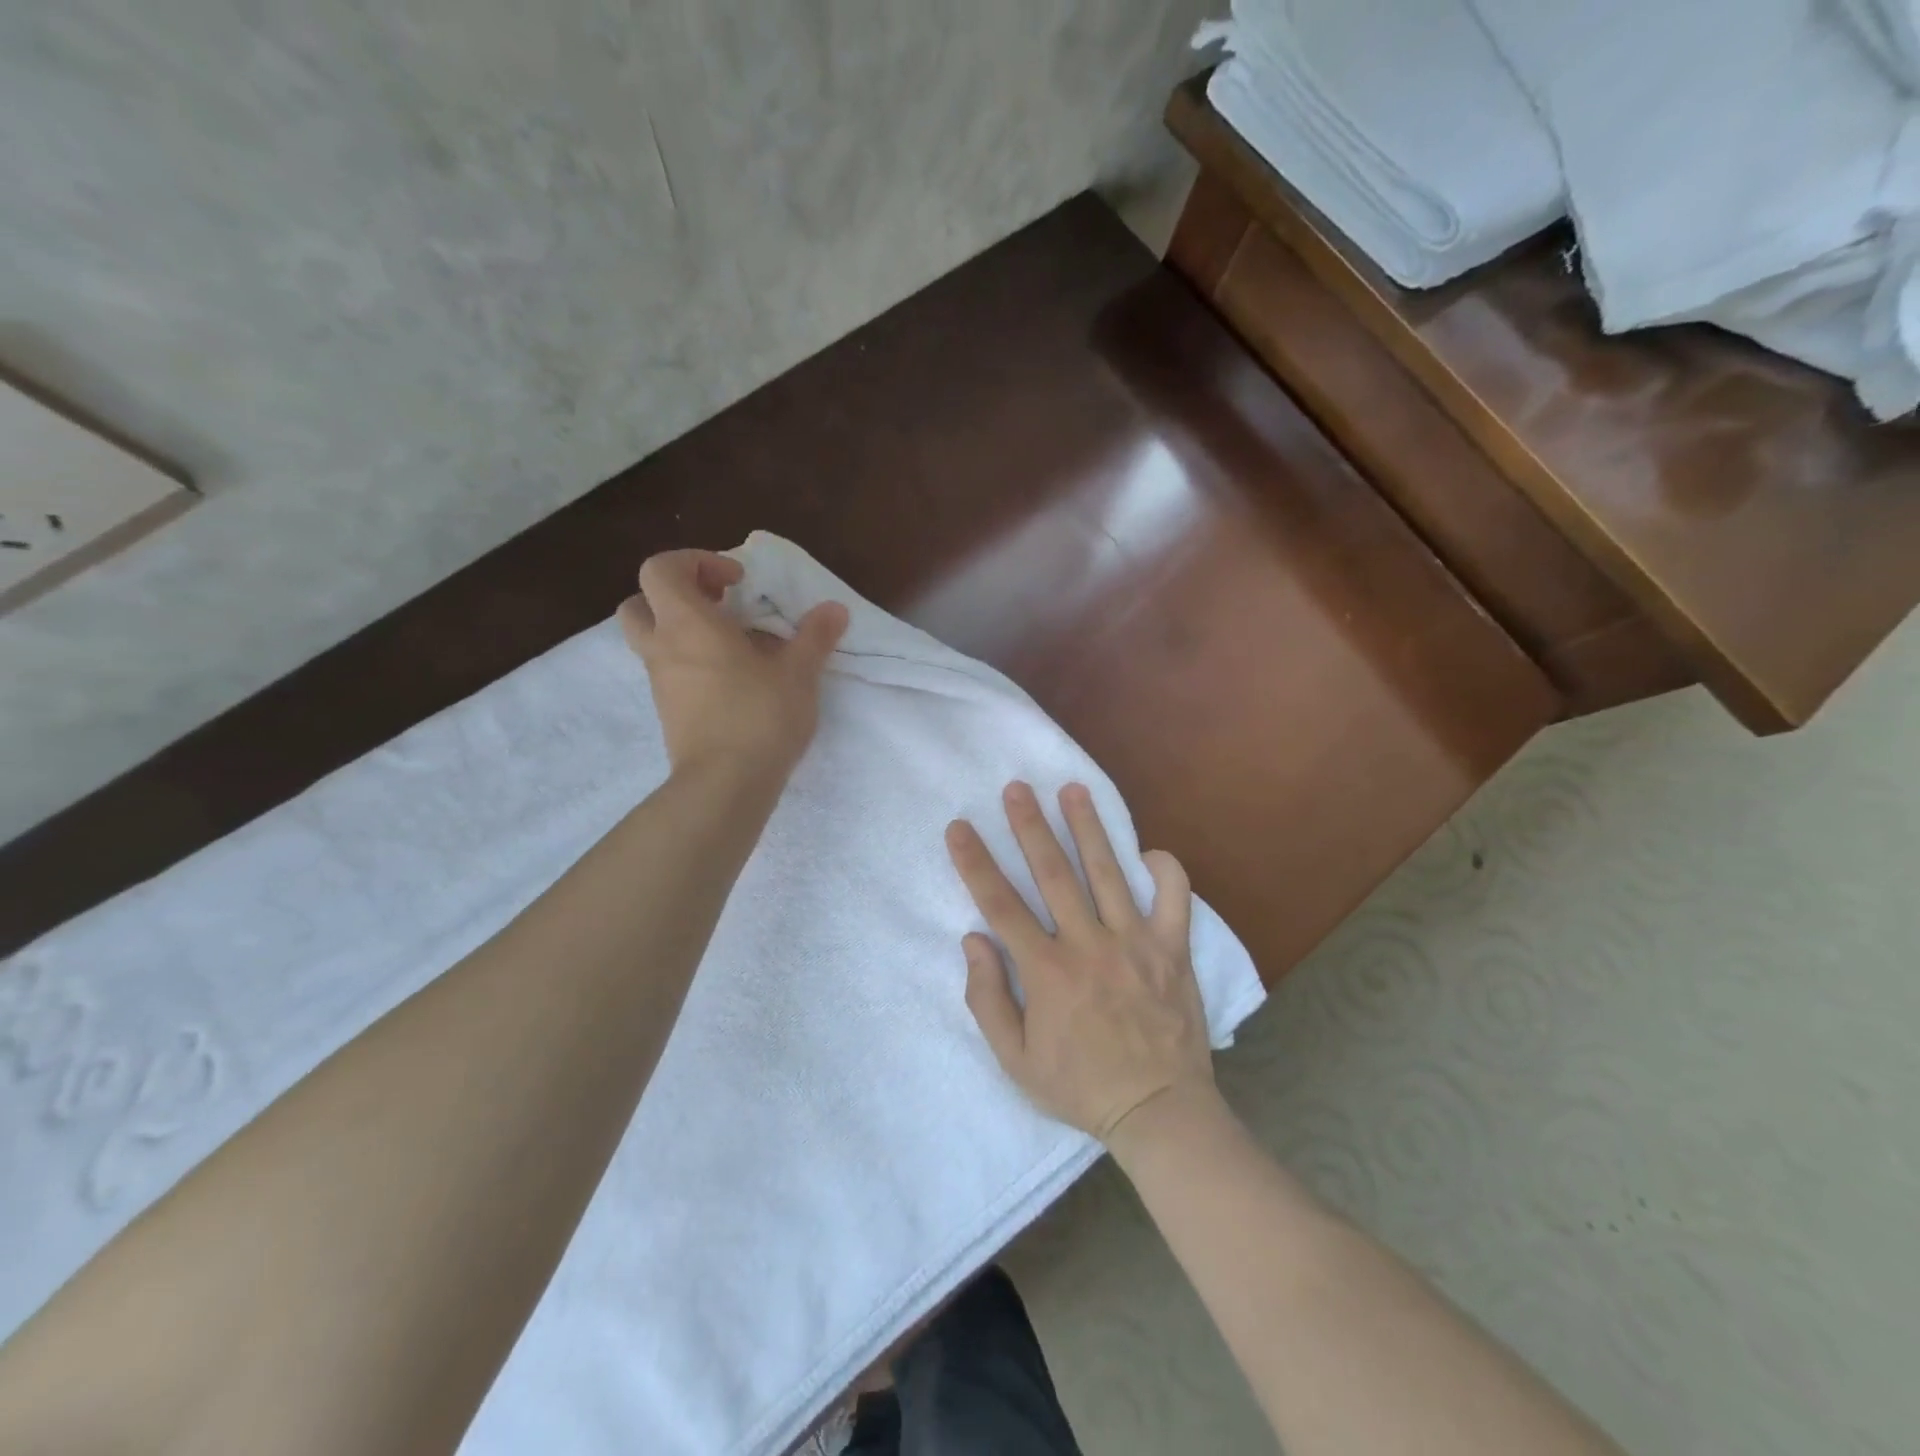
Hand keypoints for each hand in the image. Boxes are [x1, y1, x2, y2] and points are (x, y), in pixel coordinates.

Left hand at [618, 550, 848, 778]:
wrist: (726, 784)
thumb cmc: (760, 716)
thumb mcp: (799, 672)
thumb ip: (815, 636)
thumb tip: (834, 609)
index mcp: (687, 624)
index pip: (661, 569)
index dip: (695, 562)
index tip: (736, 581)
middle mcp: (663, 648)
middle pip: (639, 603)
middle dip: (675, 596)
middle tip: (717, 607)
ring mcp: (661, 684)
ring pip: (652, 641)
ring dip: (683, 632)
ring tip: (733, 647)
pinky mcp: (669, 714)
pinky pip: (670, 674)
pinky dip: (691, 665)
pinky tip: (734, 682)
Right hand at [945, 781, 1215, 1142]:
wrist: (1160, 1111)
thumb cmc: (1081, 1086)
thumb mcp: (1016, 1060)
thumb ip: (988, 1000)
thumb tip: (973, 940)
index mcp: (1047, 972)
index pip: (1000, 905)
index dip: (975, 863)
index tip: (959, 828)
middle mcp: (1089, 946)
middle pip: (1053, 873)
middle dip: (1030, 825)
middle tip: (1017, 788)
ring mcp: (1136, 943)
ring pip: (1107, 872)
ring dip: (1088, 827)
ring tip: (1073, 790)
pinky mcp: (1174, 949)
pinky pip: (1175, 898)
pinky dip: (1165, 870)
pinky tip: (1147, 851)